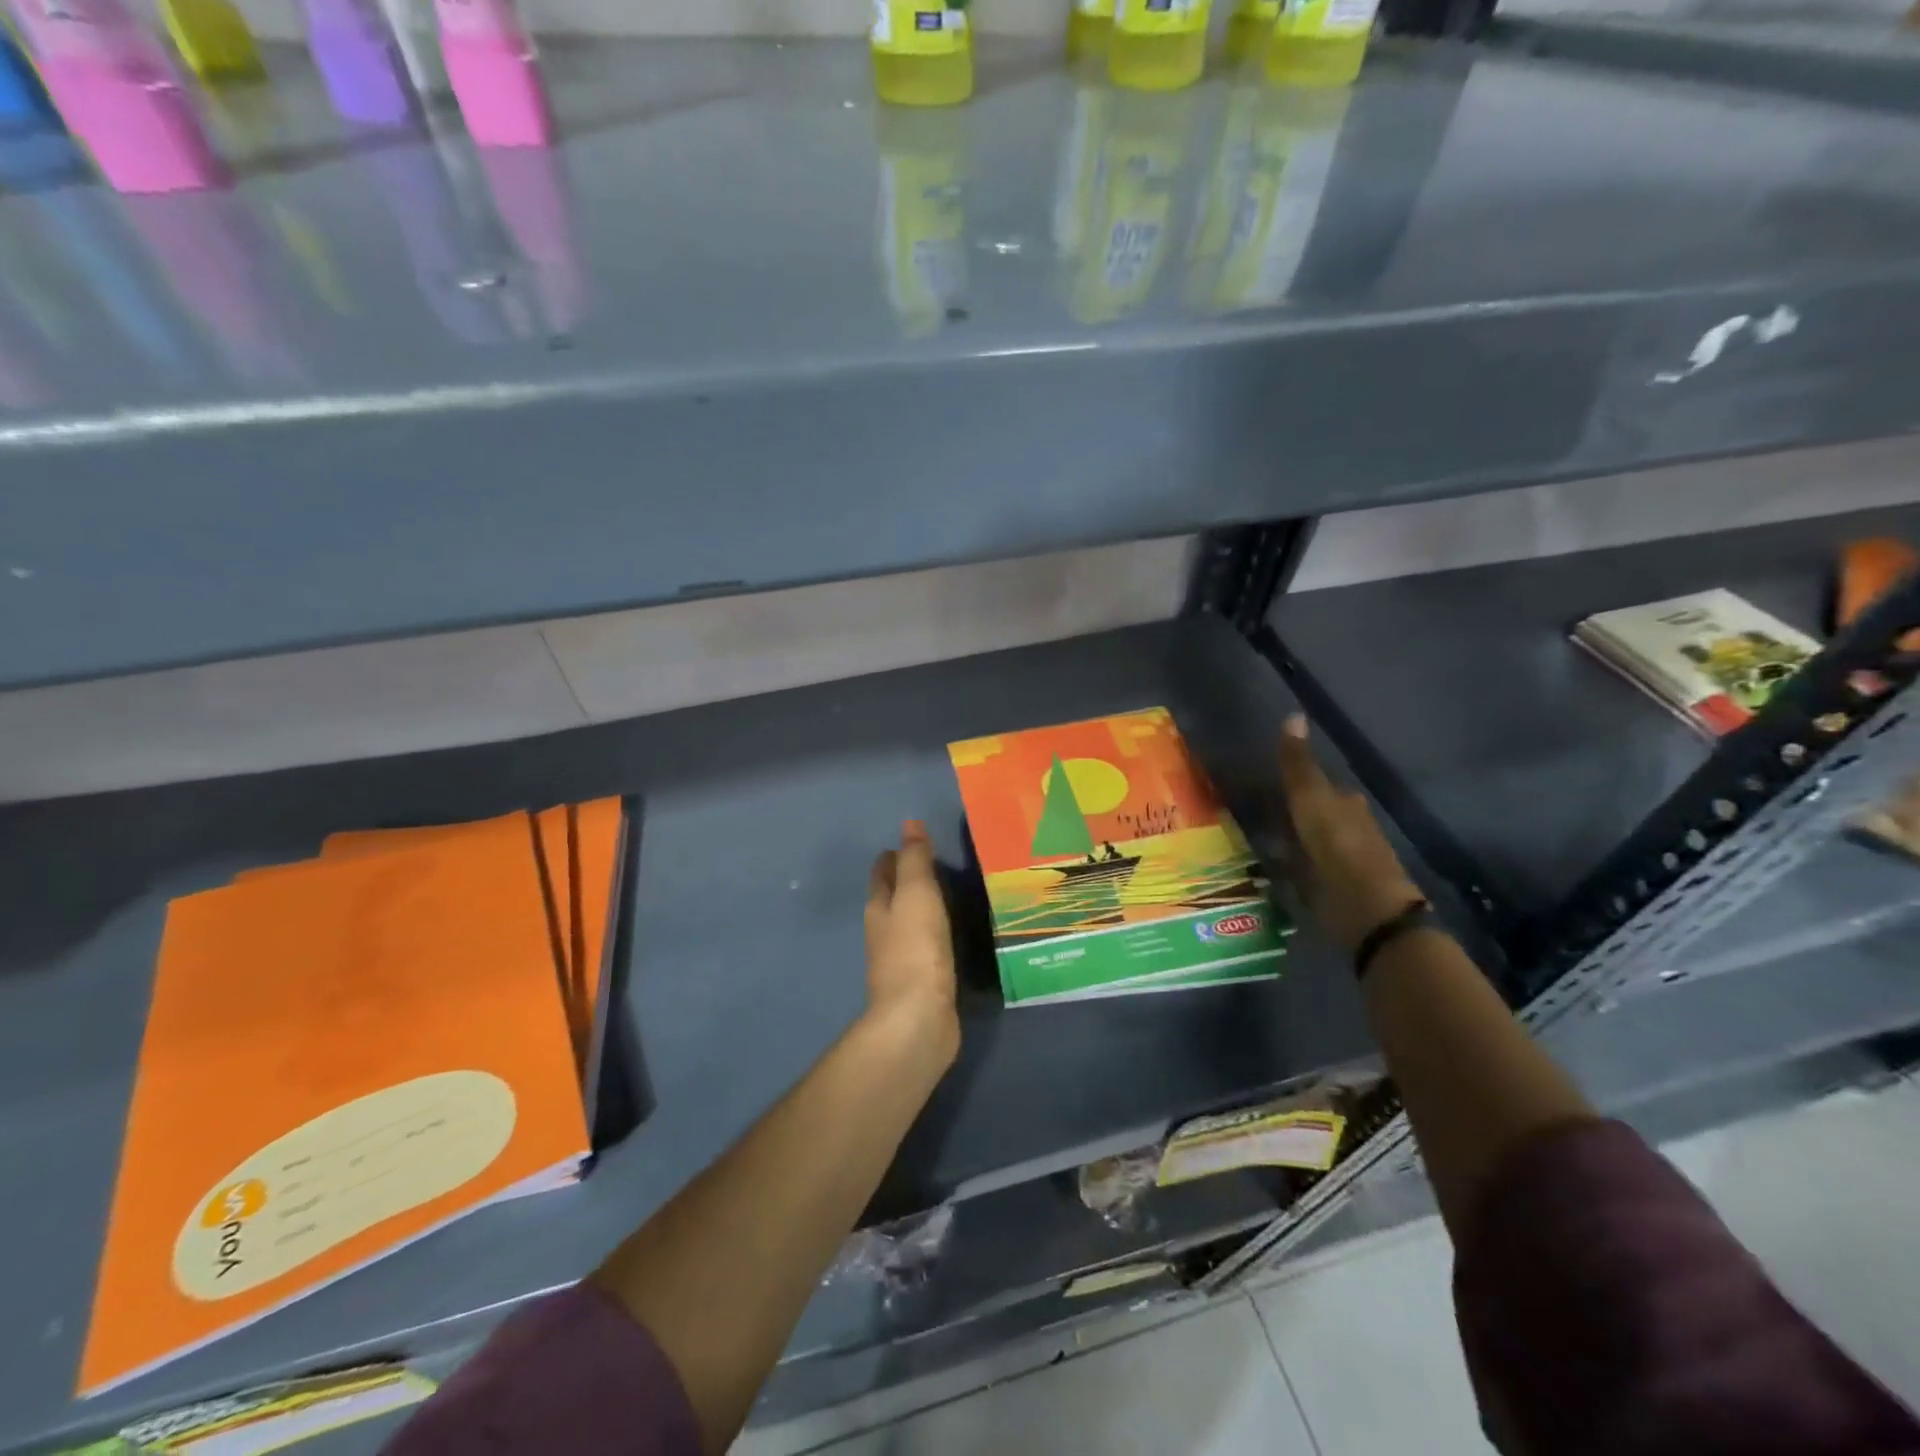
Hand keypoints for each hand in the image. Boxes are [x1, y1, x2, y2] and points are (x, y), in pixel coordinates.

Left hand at [864, 821, 959, 1059]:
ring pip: (913, 923)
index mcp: (879, 907)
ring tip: (958, 893)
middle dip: (911, 880)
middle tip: (943, 863)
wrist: (918, 1020)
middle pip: (895, 897)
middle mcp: (885, 931)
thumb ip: (915, 860)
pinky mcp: (923, 983)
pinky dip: (941, 934)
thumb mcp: (917, 894)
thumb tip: (909, 823)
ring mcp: (903, 959)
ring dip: (928, 908)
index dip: (895, 855)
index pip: (883, 872)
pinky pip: (931, 948)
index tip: (918, 841)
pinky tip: (960, 934)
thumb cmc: (915, 949)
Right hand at [1277, 716, 1424, 955]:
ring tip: (1258, 841)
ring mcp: (1342, 863)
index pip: (1322, 787)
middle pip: (1318, 815)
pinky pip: (1305, 871)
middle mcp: (1350, 829)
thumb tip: (1293, 715)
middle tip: (1258, 812)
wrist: (1365, 909)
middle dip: (1295, 814)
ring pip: (1311, 843)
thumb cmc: (1339, 847)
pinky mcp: (1333, 892)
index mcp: (1347, 805)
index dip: (1298, 784)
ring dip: (1291, 842)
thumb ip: (1299, 765)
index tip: (1269, 783)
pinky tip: (1271, 869)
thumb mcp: (1311, 800)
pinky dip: (1290, 868)